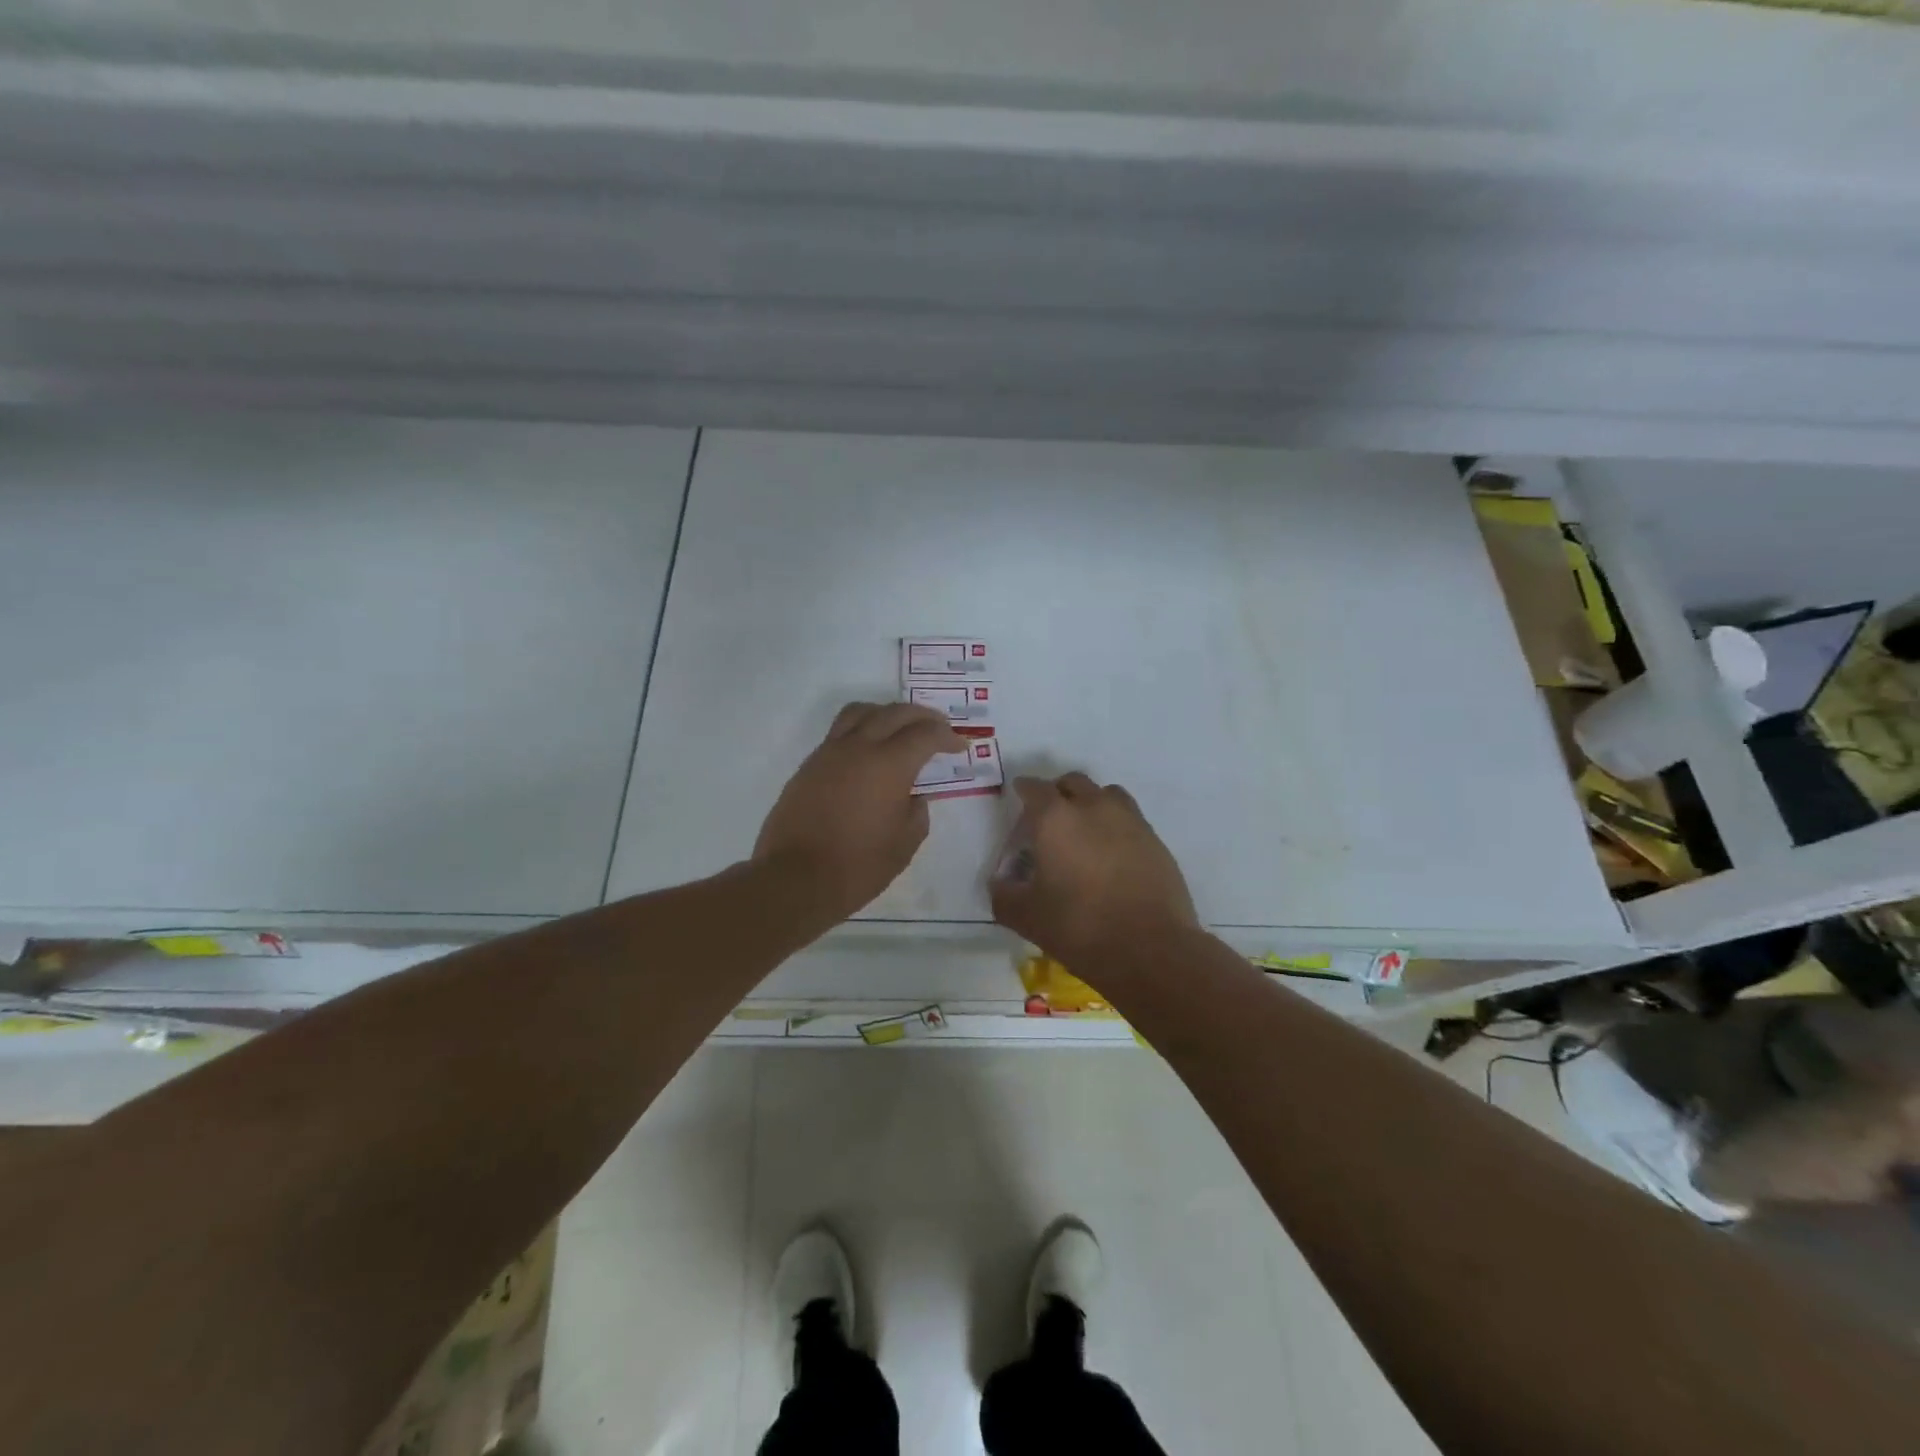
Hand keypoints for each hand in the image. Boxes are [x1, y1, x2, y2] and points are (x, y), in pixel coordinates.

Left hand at [754, 702, 962, 924]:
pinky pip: (839, 732)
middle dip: (922, 716)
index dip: (947, 737)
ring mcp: (830, 752)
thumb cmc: (858, 865)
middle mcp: (859, 747)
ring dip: (887, 713)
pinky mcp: (810, 765)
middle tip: (938, 728)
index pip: (925, 734)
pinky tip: (868, 752)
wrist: (795, 878)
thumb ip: (917, 813)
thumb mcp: (904, 844)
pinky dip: (861, 729)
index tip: (958, 747)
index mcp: (889, 764)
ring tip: (899, 728)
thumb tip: (913, 798)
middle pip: (895, 712)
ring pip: (861, 712)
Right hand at [990, 772, 1198, 972]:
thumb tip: (1001, 883)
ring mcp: (1129, 820)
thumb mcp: (1025, 917)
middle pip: (1072, 782)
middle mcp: (1093, 807)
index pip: (1034, 788)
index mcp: (1055, 818)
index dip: (1023, 791)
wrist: (1151, 950)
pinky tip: (1112, 855)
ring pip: (1106, 794)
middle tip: (1048, 819)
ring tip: (1084, 831)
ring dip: (1091, 803)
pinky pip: (1130, 819)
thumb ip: (1004, 894)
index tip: (1018, 801)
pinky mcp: (1155, 840)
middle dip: (1057, 793)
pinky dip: (1116, 826)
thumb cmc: (1079, 928)